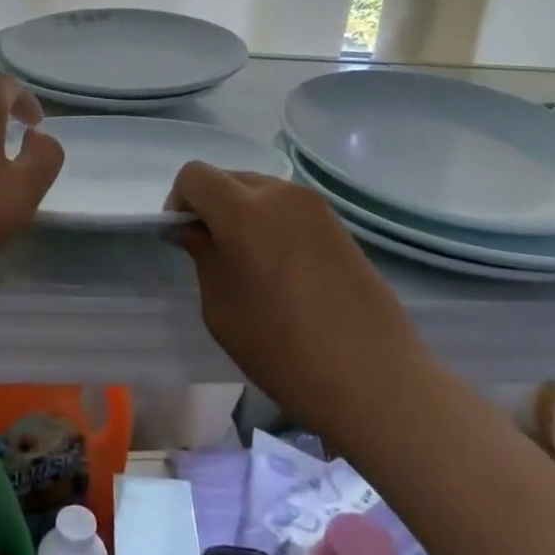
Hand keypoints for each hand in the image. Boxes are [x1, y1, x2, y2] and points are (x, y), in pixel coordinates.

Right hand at [167, 164, 419, 435]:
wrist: (375, 378)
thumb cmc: (284, 349)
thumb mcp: (222, 309)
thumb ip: (203, 256)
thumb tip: (194, 230)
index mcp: (244, 210)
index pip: (195, 176)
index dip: (179, 201)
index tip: (183, 238)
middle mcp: (280, 194)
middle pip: (229, 179)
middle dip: (211, 206)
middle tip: (213, 254)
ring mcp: (315, 207)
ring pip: (261, 192)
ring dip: (243, 214)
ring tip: (250, 265)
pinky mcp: (338, 225)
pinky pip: (289, 210)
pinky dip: (272, 225)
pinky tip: (283, 272)